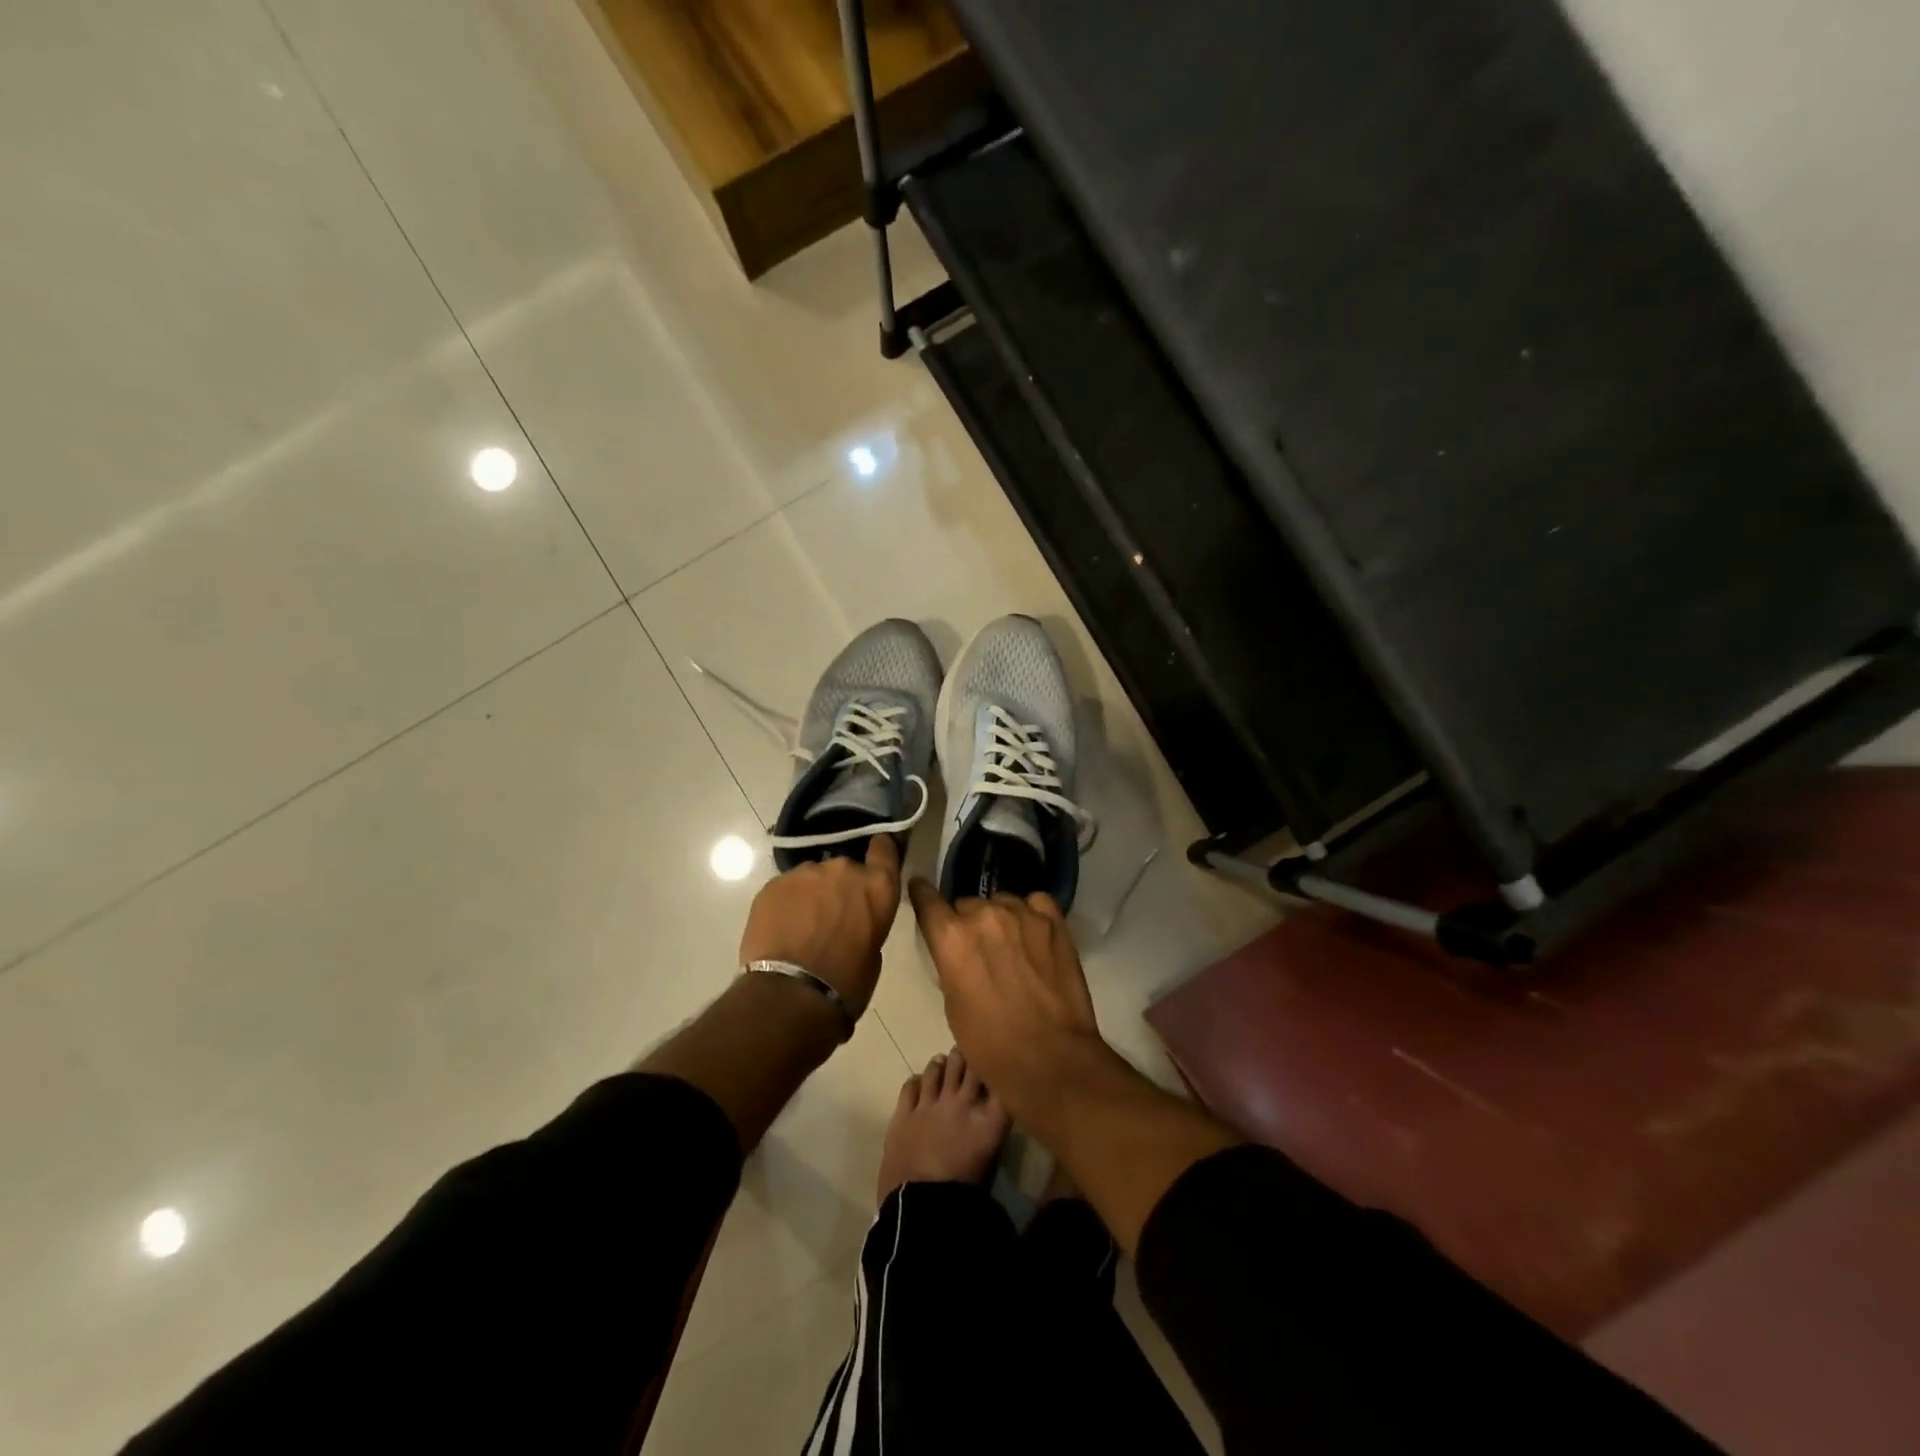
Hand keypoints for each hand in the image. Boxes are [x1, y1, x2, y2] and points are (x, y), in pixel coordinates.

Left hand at [739, 835, 901, 1018]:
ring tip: (802, 925)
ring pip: (812, 877)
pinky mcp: (773, 884)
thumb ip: (867, 922)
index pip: (884, 849)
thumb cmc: (845, 982)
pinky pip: (785, 888)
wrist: (791, 994)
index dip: (879, 853)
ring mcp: (805, 873)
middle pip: (844, 868)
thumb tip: (853, 920)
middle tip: (831, 914)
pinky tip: (781, 929)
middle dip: (839, 886)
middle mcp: (843, 869)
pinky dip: (786, 903)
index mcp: (877, 886)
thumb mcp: (873, 953)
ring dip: (811, 894)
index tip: (874, 860)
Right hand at [906, 880, 1103, 1119]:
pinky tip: (1034, 934)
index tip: (921, 890)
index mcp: (951, 938)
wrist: (1051, 1059)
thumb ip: (951, 964)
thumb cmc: (991, 1045)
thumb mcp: (953, 1005)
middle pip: (967, 904)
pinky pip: (1035, 903)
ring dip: (1000, 919)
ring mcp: (1022, 914)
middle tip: (979, 950)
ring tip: (1011, 945)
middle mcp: (984, 915)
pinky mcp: (1053, 922)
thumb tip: (959, 950)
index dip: (922, 894)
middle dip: (968, 922)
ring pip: (1002, 902)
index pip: (927, 899)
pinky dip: (1031, 914)